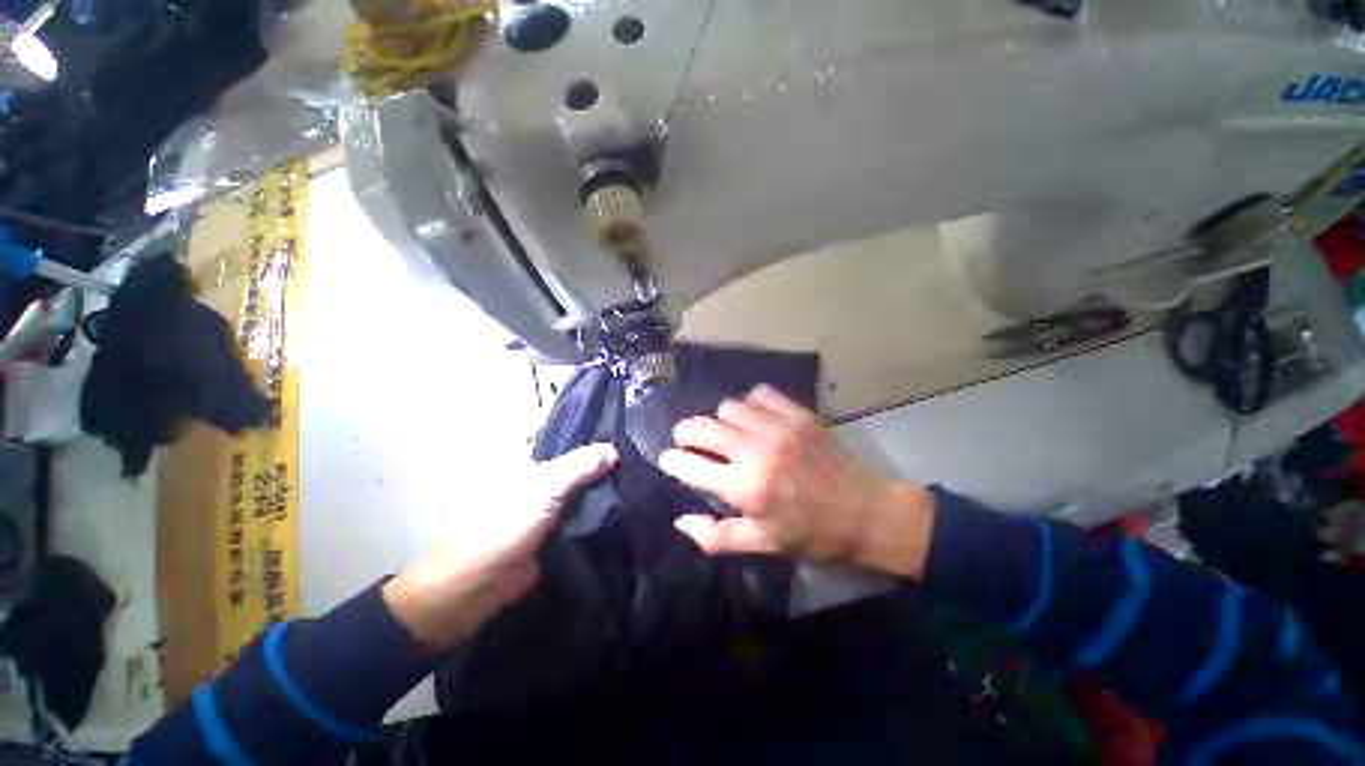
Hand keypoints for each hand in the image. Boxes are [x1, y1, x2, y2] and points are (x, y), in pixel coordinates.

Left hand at [382, 444, 617, 650]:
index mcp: (531, 459)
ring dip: (605, 485)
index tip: (626, 431)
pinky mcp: (558, 529)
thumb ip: (580, 466)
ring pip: (583, 488)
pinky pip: (584, 513)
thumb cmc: (503, 525)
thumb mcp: (544, 488)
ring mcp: (550, 504)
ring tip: (640, 476)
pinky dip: (601, 509)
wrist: (477, 586)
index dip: (594, 433)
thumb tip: (614, 451)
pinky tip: (627, 503)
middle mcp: (542, 477)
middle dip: (604, 461)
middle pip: (579, 463)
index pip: (568, 437)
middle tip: (640, 455)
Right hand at [658, 386, 933, 576]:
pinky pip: (758, 393)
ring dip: (720, 420)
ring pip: (727, 406)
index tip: (670, 460)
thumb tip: (680, 521)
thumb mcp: (762, 544)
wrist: (866, 512)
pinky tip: (755, 419)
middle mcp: (756, 451)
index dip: (672, 461)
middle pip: (701, 426)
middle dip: (685, 433)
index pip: (689, 465)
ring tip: (727, 433)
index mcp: (745, 488)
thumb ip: (716, 536)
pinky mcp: (797, 414)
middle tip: (689, 442)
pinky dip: (749, 404)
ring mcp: (778, 427)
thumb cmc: (811, 534)